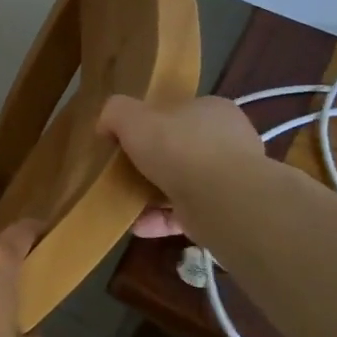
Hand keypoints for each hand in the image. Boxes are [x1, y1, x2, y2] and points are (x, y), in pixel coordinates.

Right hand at [99, 94, 266, 239]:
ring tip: (124, 202)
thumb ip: (115, 112)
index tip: (127, 138)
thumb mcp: (133, 117)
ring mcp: (230, 179)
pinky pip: (186, 214)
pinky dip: (160, 220)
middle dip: (152, 163)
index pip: (179, 112)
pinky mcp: (226, 212)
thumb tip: (106, 124)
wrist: (222, 200)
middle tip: (124, 172)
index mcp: (212, 111)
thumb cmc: (179, 147)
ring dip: (153, 195)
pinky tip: (137, 225)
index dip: (152, 123)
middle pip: (181, 149)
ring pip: (183, 185)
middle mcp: (228, 142)